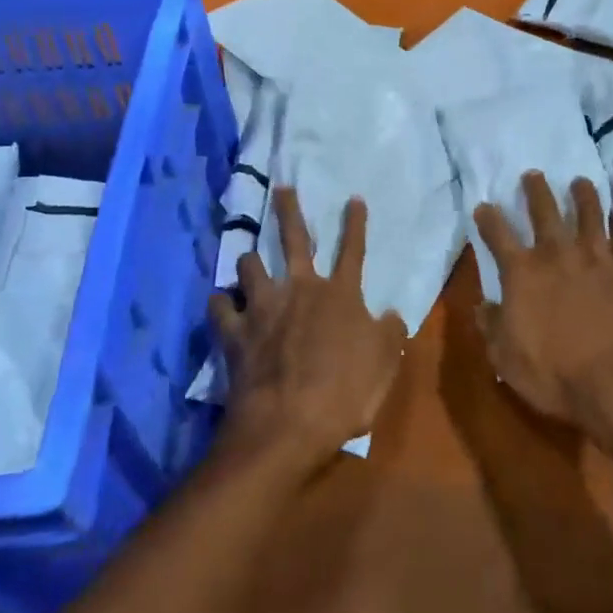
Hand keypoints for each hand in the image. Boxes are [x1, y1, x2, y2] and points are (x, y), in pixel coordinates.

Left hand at [214, 188, 406, 468]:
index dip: (355, 223)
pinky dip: (220, 303)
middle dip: (289, 210)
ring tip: (248, 258)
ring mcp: (263, 307)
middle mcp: (299, 289)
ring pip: (250, 266)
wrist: (288, 424)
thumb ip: (390, 333)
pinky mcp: (234, 332)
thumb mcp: (385, 364)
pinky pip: (219, 307)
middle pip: (295, 239)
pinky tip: (220, 303)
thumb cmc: (344, 393)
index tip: (354, 198)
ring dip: (250, 261)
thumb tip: (393, 314)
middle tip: (281, 188)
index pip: (353, 250)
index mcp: (340, 294)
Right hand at [472, 173, 612, 441]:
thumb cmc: (553, 374)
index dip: (488, 218)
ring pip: (590, 214)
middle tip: (534, 174)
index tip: (484, 207)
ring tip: (581, 182)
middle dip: (536, 190)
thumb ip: (491, 326)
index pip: (497, 234)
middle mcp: (557, 254)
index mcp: (522, 272)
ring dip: (583, 195)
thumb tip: (483, 306)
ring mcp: (596, 259)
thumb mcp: (505, 358)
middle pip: (545, 210)